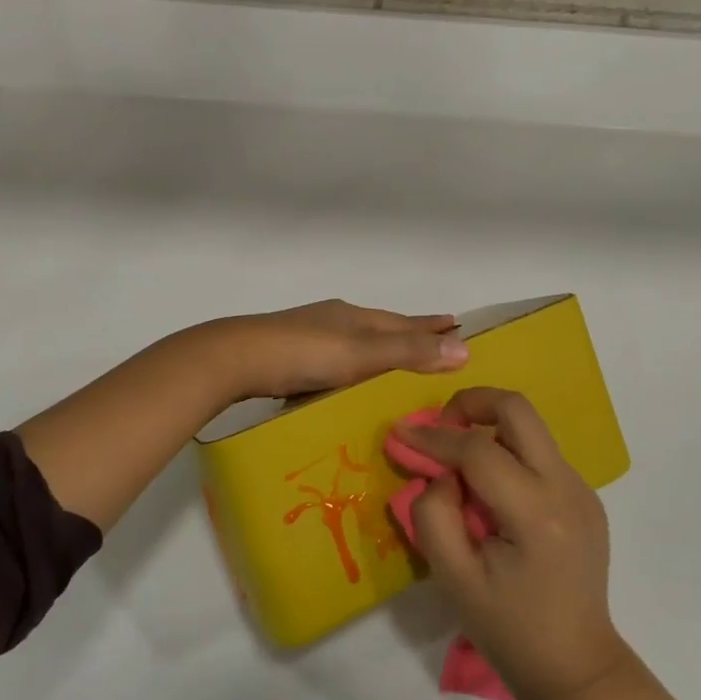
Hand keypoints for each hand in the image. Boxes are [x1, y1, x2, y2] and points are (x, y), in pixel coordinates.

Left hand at [206, 300, 468, 400]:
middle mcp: (335, 321)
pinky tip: (349, 383)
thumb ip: (408, 351)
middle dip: (408, 335)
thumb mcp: (361, 353)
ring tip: (397, 367)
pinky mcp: (290, 357)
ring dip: (380, 352)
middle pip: (382, 328)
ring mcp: (310, 337)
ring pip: (356, 344)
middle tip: (435, 344)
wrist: (235, 359)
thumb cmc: (303, 353)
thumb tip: (465, 348)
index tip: (457, 324)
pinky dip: (352, 368)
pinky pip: (335, 361)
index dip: (431, 325)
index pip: (404, 321)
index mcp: (355, 316)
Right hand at [399, 388, 628, 699]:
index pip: (478, 449)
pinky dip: (508, 453)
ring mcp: (583, 488)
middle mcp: (567, 487)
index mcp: (535, 512)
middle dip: (472, 403)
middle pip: (517, 409)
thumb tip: (441, 472)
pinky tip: (491, 493)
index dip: (435, 436)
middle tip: (442, 427)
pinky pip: (539, 454)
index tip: (401, 431)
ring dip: (490, 429)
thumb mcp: (454, 579)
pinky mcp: (586, 496)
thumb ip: (434, 515)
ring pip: (530, 427)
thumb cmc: (509, 630)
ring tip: (460, 463)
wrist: (577, 669)